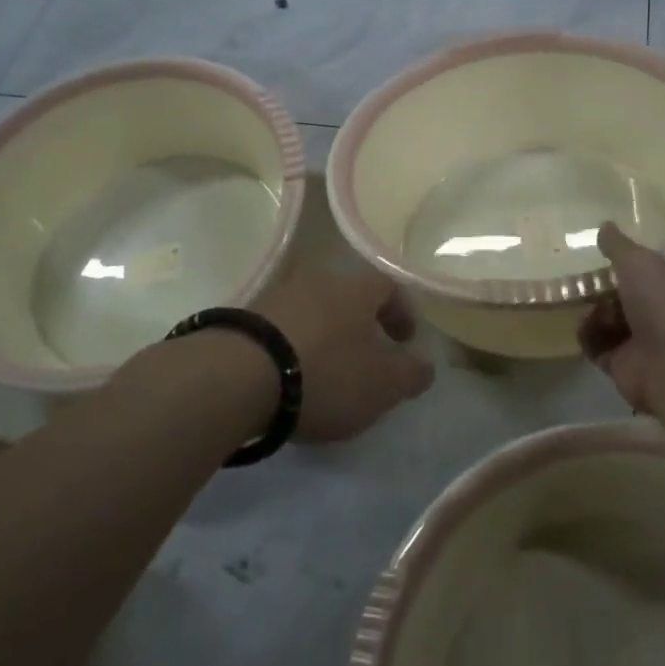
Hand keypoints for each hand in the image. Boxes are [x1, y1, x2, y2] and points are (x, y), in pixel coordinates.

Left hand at [255, 270, 433, 441]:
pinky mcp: (245, 318)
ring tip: (327, 370)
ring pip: (314, 310)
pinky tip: (291, 374)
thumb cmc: (326, 373)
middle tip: (368, 356)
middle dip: (363, 324)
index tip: (406, 341)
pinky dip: (295, 346)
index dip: (403, 312)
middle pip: (348, 297)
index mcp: (356, 290)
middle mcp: (318, 282)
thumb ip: (410, 374)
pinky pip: (282, 327)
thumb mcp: (382, 384)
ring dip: (326, 335)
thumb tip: (426, 366)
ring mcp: (277, 296)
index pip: (389, 287)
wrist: (238, 376)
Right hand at [579, 223, 664, 413]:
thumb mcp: (640, 261)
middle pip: (628, 296)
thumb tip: (604, 225)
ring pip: (610, 320)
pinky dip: (589, 337)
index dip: (633, 265)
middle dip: (605, 290)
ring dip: (595, 313)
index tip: (608, 259)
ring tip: (588, 308)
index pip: (656, 271)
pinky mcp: (624, 365)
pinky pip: (598, 345)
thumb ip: (618, 245)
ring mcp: (646, 342)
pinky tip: (584, 328)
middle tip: (585, 282)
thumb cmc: (664, 304)